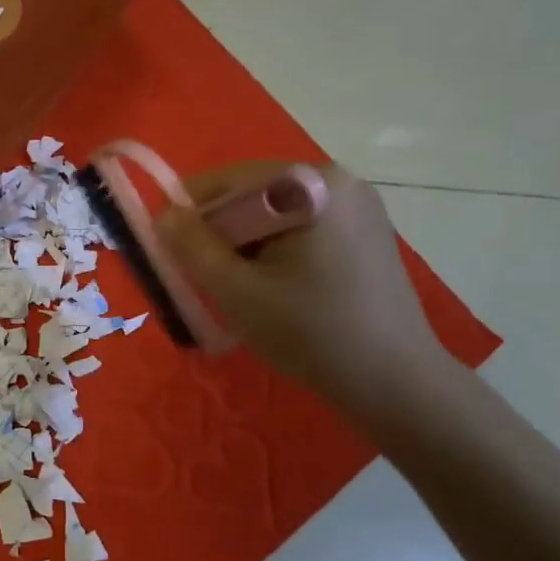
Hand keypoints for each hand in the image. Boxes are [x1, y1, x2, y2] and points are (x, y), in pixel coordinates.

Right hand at [155, 161, 455, 423]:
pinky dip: (278, 252)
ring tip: (244, 291)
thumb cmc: (310, 332)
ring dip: (249, 246)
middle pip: (254, 196)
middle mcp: (340, 180)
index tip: (174, 256)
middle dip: (223, 234)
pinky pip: (303, 229)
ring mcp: (359, 206)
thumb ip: (192, 248)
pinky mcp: (367, 233)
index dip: (192, 216)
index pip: (228, 182)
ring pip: (277, 215)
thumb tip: (164, 215)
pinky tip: (279, 290)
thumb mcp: (237, 291)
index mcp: (311, 183)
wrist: (394, 380)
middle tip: (209, 281)